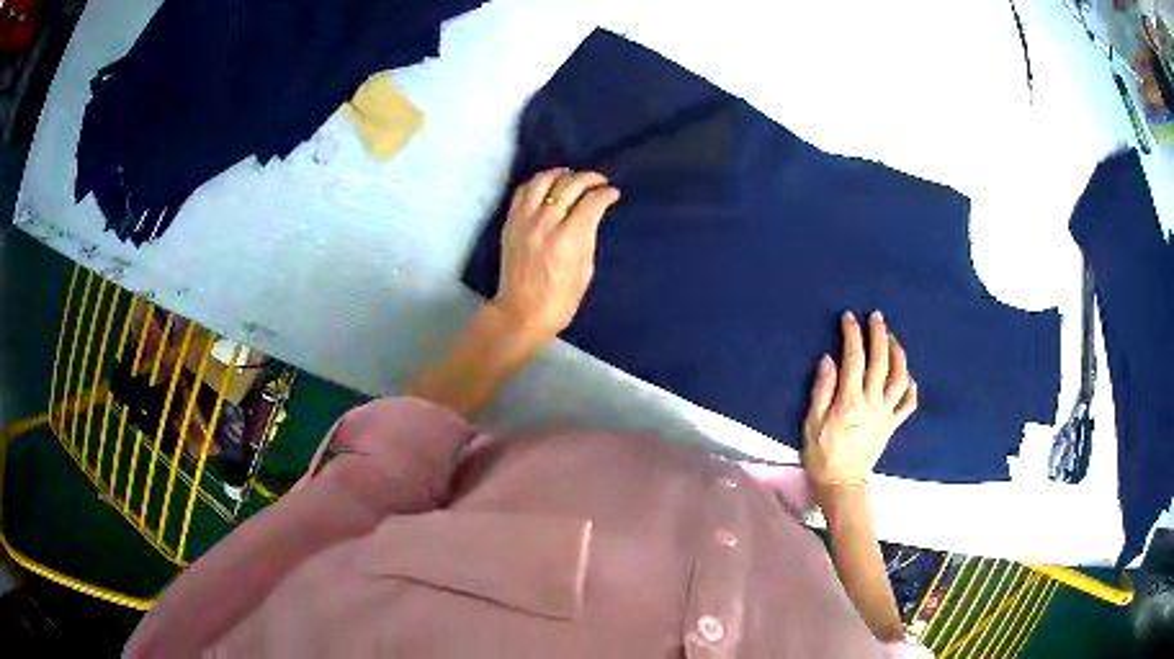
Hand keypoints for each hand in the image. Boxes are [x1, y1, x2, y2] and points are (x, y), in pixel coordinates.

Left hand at [493, 168, 620, 338]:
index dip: (606, 194)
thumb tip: (592, 215)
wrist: (521, 312)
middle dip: (589, 179)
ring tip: (571, 175)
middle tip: (599, 181)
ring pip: (542, 180)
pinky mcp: (510, 223)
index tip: (613, 194)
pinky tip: (547, 185)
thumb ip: (588, 237)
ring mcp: (524, 220)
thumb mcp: (585, 270)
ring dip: (560, 173)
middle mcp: (545, 223)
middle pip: (569, 185)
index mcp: (568, 238)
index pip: (591, 202)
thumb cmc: (560, 300)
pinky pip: (523, 191)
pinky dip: (537, 182)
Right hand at [803, 311, 917, 487]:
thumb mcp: (811, 422)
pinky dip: (911, 387)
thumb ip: (822, 389)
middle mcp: (872, 403)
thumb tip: (830, 359)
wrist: (840, 484)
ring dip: (898, 355)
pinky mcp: (892, 425)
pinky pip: (908, 404)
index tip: (849, 318)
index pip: (854, 359)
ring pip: (900, 378)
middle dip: (879, 335)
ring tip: (892, 339)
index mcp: (850, 401)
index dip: (853, 334)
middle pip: (881, 361)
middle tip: (876, 317)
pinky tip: (907, 377)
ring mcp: (886, 414)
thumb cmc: (821, 454)